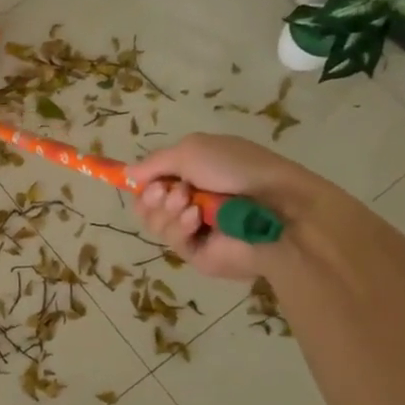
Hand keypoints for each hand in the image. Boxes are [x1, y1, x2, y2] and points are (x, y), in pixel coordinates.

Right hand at [126, 134, 329, 282]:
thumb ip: (154, 162)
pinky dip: (180, 227)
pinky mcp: (199, 254)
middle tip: (167, 190)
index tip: (138, 180)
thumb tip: (126, 174)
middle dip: (152, 196)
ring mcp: (195, 229)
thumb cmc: (238, 169)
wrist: (278, 208)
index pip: (153, 181)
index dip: (142, 181)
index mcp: (194, 174)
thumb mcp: (191, 150)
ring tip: (189, 203)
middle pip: (147, 205)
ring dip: (167, 209)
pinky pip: (173, 242)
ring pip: (155, 223)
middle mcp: (191, 201)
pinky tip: (197, 219)